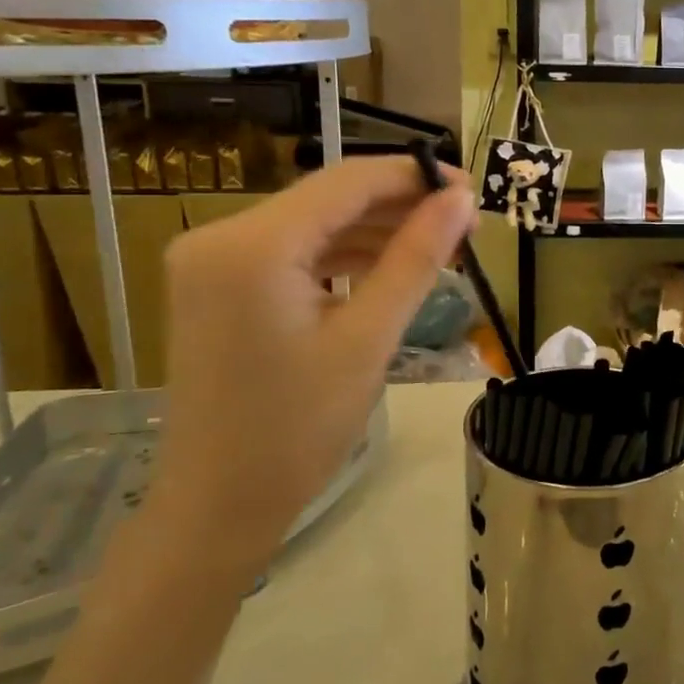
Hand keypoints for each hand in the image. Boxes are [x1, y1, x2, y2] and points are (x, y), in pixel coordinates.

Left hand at [154, 156, 474, 573]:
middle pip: (329, 199)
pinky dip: (342, 256)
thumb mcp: (369, 338)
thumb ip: (416, 258)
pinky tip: (388, 267)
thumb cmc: (298, 430)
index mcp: (252, 245)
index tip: (471, 188)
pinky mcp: (219, 284)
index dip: (414, 176)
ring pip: (314, 224)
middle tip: (464, 225)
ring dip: (375, 232)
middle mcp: (220, 236)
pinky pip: (293, 252)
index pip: (347, 182)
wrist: (218, 506)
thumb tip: (462, 199)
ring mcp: (213, 260)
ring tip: (439, 247)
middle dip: (399, 207)